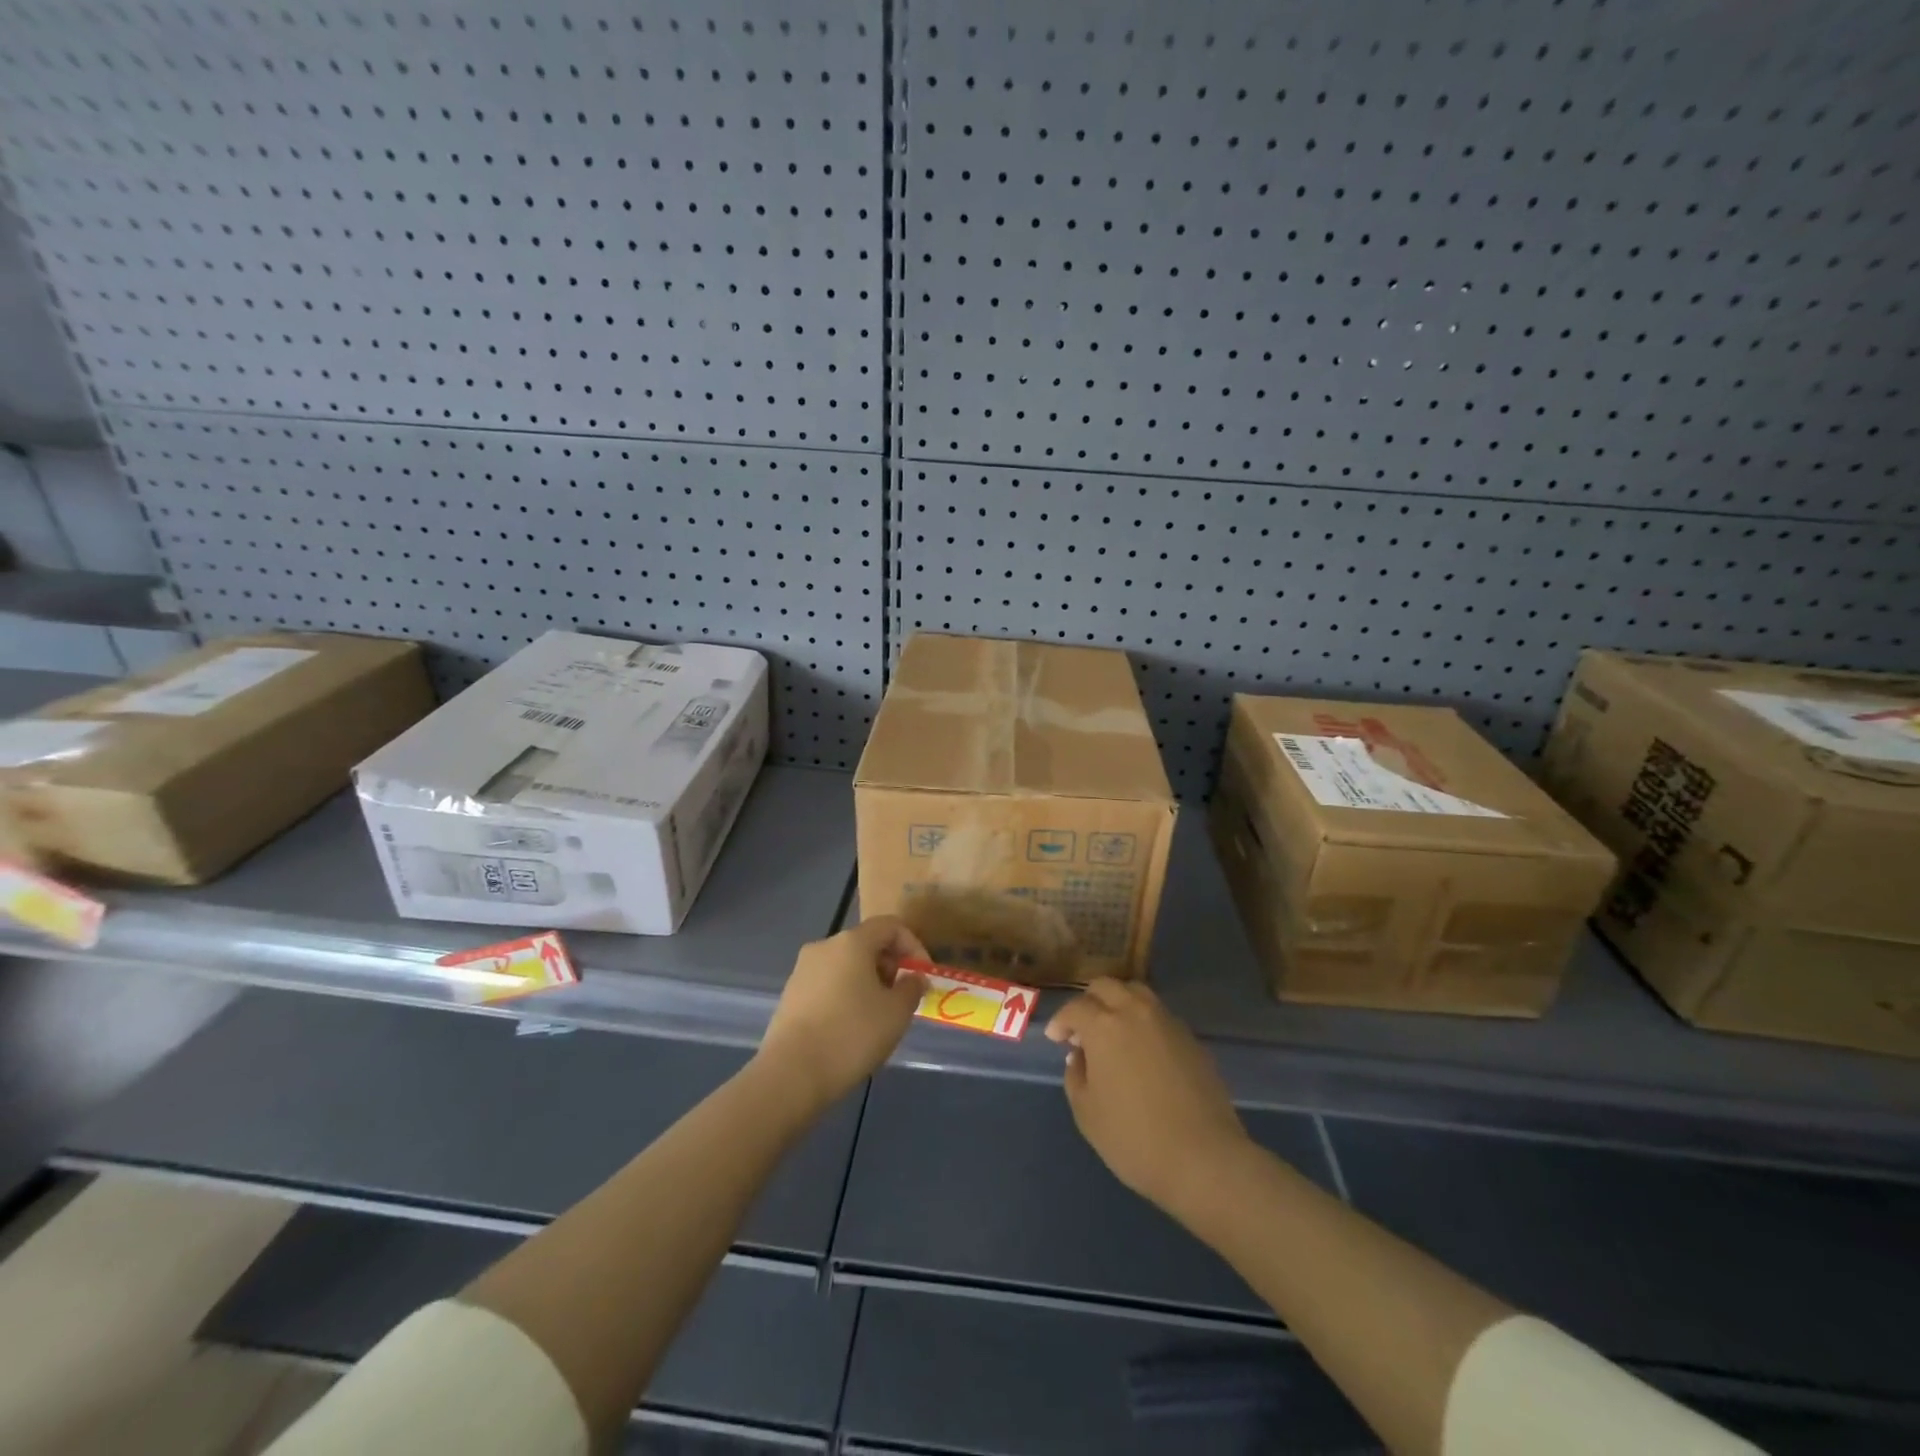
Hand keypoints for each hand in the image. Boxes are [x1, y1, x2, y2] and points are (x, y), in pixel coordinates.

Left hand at [757, 916, 927, 1113]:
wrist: (791, 1074)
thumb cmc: (852, 1034)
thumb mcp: (896, 1013)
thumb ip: (911, 988)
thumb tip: (913, 977)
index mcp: (851, 942)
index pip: (890, 926)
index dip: (913, 946)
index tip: (923, 977)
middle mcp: (824, 946)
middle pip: (867, 944)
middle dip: (891, 966)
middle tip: (902, 999)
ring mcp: (803, 970)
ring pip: (846, 965)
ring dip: (869, 982)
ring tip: (879, 1017)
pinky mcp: (790, 995)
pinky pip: (828, 984)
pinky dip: (846, 995)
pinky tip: (851, 1028)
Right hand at [1045, 979, 1249, 1213]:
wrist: (1204, 1158)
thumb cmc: (1134, 1138)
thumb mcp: (1087, 1114)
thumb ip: (1076, 1077)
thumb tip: (1080, 1056)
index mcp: (1104, 1026)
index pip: (1075, 1007)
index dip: (1061, 1021)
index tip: (1056, 1038)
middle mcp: (1135, 1012)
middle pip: (1107, 986)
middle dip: (1089, 1001)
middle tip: (1082, 1028)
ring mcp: (1168, 1022)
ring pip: (1137, 994)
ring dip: (1119, 1004)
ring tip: (1113, 1033)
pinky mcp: (1191, 1039)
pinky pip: (1159, 1016)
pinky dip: (1144, 1023)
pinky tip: (1142, 1052)